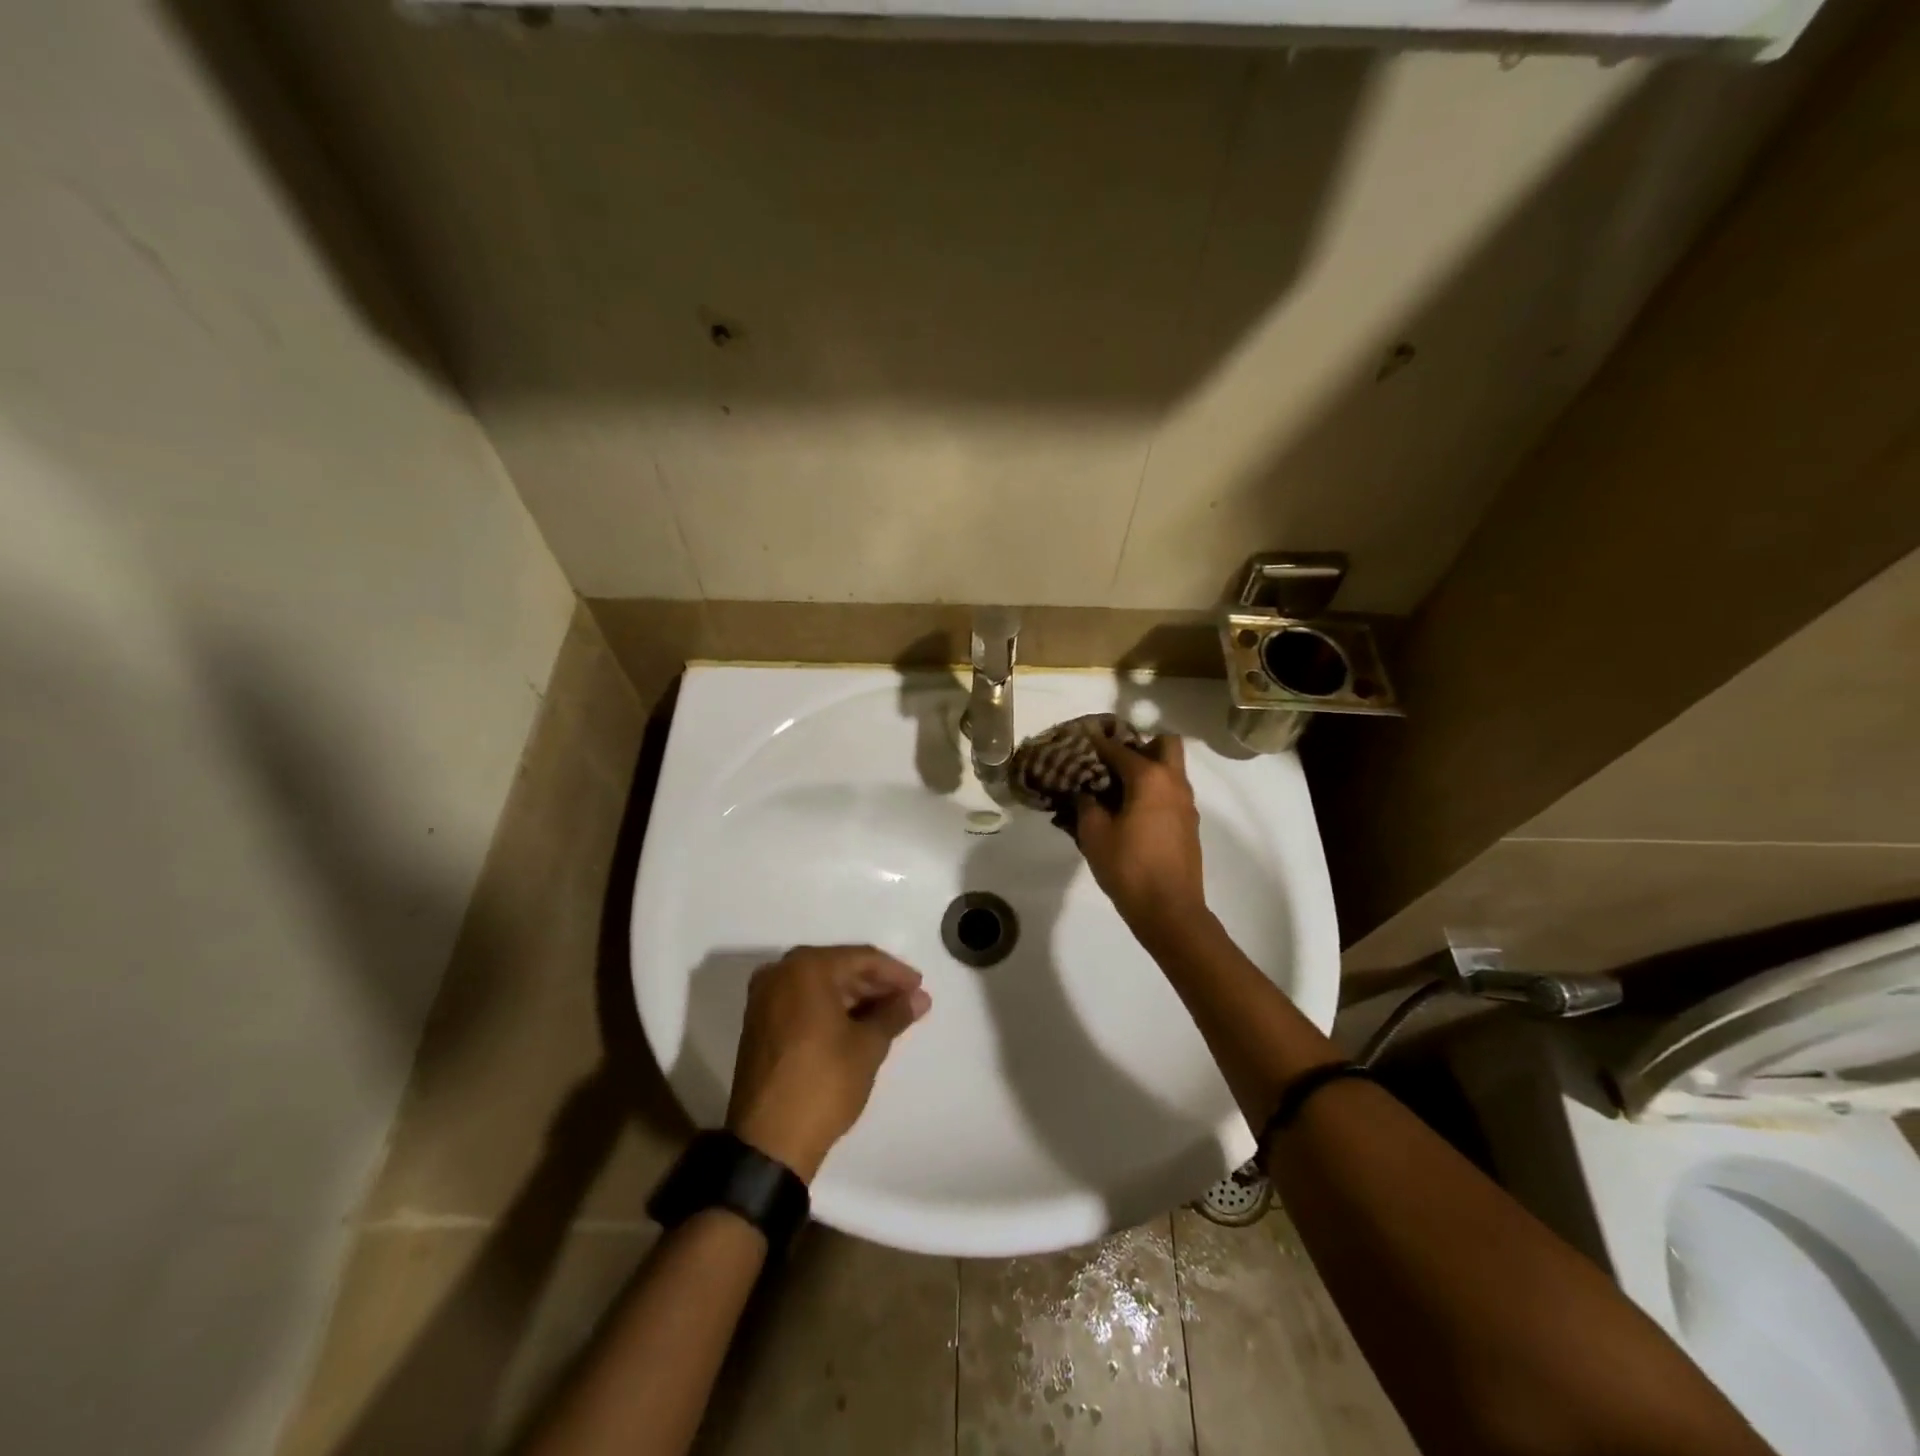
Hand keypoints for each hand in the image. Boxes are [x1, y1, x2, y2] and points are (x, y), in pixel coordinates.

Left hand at [726, 945, 931, 1182]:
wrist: (769, 1143)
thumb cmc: (823, 1083)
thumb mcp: (868, 1046)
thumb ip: (894, 1013)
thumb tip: (919, 997)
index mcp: (806, 968)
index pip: (861, 958)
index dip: (895, 973)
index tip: (919, 988)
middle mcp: (780, 973)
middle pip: (839, 968)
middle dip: (875, 985)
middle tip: (907, 1001)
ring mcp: (765, 999)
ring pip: (820, 986)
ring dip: (854, 998)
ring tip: (888, 1015)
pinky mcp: (759, 1024)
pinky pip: (803, 1003)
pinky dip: (830, 1009)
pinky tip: (857, 1025)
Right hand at [1074, 733, 1208, 942]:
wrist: (1169, 910)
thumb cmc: (1128, 867)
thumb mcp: (1094, 834)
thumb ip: (1086, 804)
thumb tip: (1084, 791)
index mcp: (1149, 778)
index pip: (1120, 748)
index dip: (1098, 742)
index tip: (1082, 738)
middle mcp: (1173, 783)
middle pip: (1164, 744)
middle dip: (1139, 745)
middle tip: (1113, 761)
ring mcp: (1186, 804)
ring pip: (1171, 769)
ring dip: (1148, 769)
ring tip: (1116, 788)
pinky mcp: (1188, 825)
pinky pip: (1171, 793)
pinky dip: (1154, 791)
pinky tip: (1130, 812)